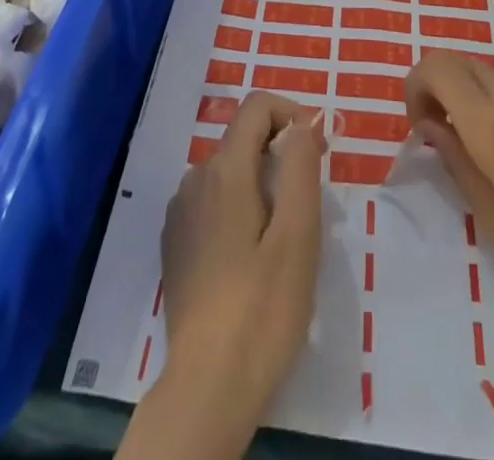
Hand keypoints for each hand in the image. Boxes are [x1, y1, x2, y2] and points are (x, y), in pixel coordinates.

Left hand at [157, 93, 327, 424]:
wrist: (207, 386)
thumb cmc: (262, 308)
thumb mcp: (298, 235)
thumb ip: (300, 167)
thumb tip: (303, 122)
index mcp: (224, 170)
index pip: (256, 106)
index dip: (291, 113)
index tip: (318, 150)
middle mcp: (195, 178)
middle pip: (243, 138)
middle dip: (280, 153)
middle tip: (310, 202)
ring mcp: (180, 211)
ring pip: (228, 171)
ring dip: (260, 183)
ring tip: (284, 236)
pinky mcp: (175, 242)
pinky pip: (212, 201)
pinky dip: (238, 207)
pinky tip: (251, 256)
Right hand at [404, 52, 493, 308]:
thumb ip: (455, 161)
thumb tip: (431, 125)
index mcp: (490, 119)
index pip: (434, 65)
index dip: (415, 86)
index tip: (422, 124)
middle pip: (458, 62)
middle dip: (441, 90)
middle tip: (448, 136)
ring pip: (490, 73)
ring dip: (474, 97)